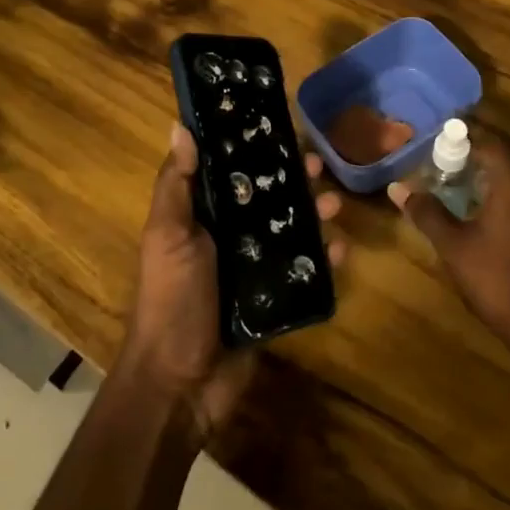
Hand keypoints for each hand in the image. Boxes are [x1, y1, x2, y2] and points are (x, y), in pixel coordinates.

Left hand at [122, 124, 344, 440]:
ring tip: (335, 205)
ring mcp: (254, 269)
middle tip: (320, 166)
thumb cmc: (172, 299)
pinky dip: (324, 259)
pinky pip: (305, 272)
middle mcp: (229, 237)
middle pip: (267, 198)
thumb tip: (180, 125)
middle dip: (294, 180)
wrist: (181, 383)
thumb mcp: (168, 235)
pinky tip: (340, 249)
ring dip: (315, 214)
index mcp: (201, 217)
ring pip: (291, 230)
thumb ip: (177, 184)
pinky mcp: (275, 300)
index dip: (254, 149)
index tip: (281, 127)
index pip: (231, 171)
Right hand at [389, 134, 509, 361]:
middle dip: (491, 143)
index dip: (471, 132)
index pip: (494, 141)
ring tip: (476, 173)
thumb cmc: (494, 278)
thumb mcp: (453, 245)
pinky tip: (496, 202)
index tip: (447, 130)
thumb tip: (398, 188)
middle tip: (462, 150)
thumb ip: (427, 212)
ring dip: (507, 162)